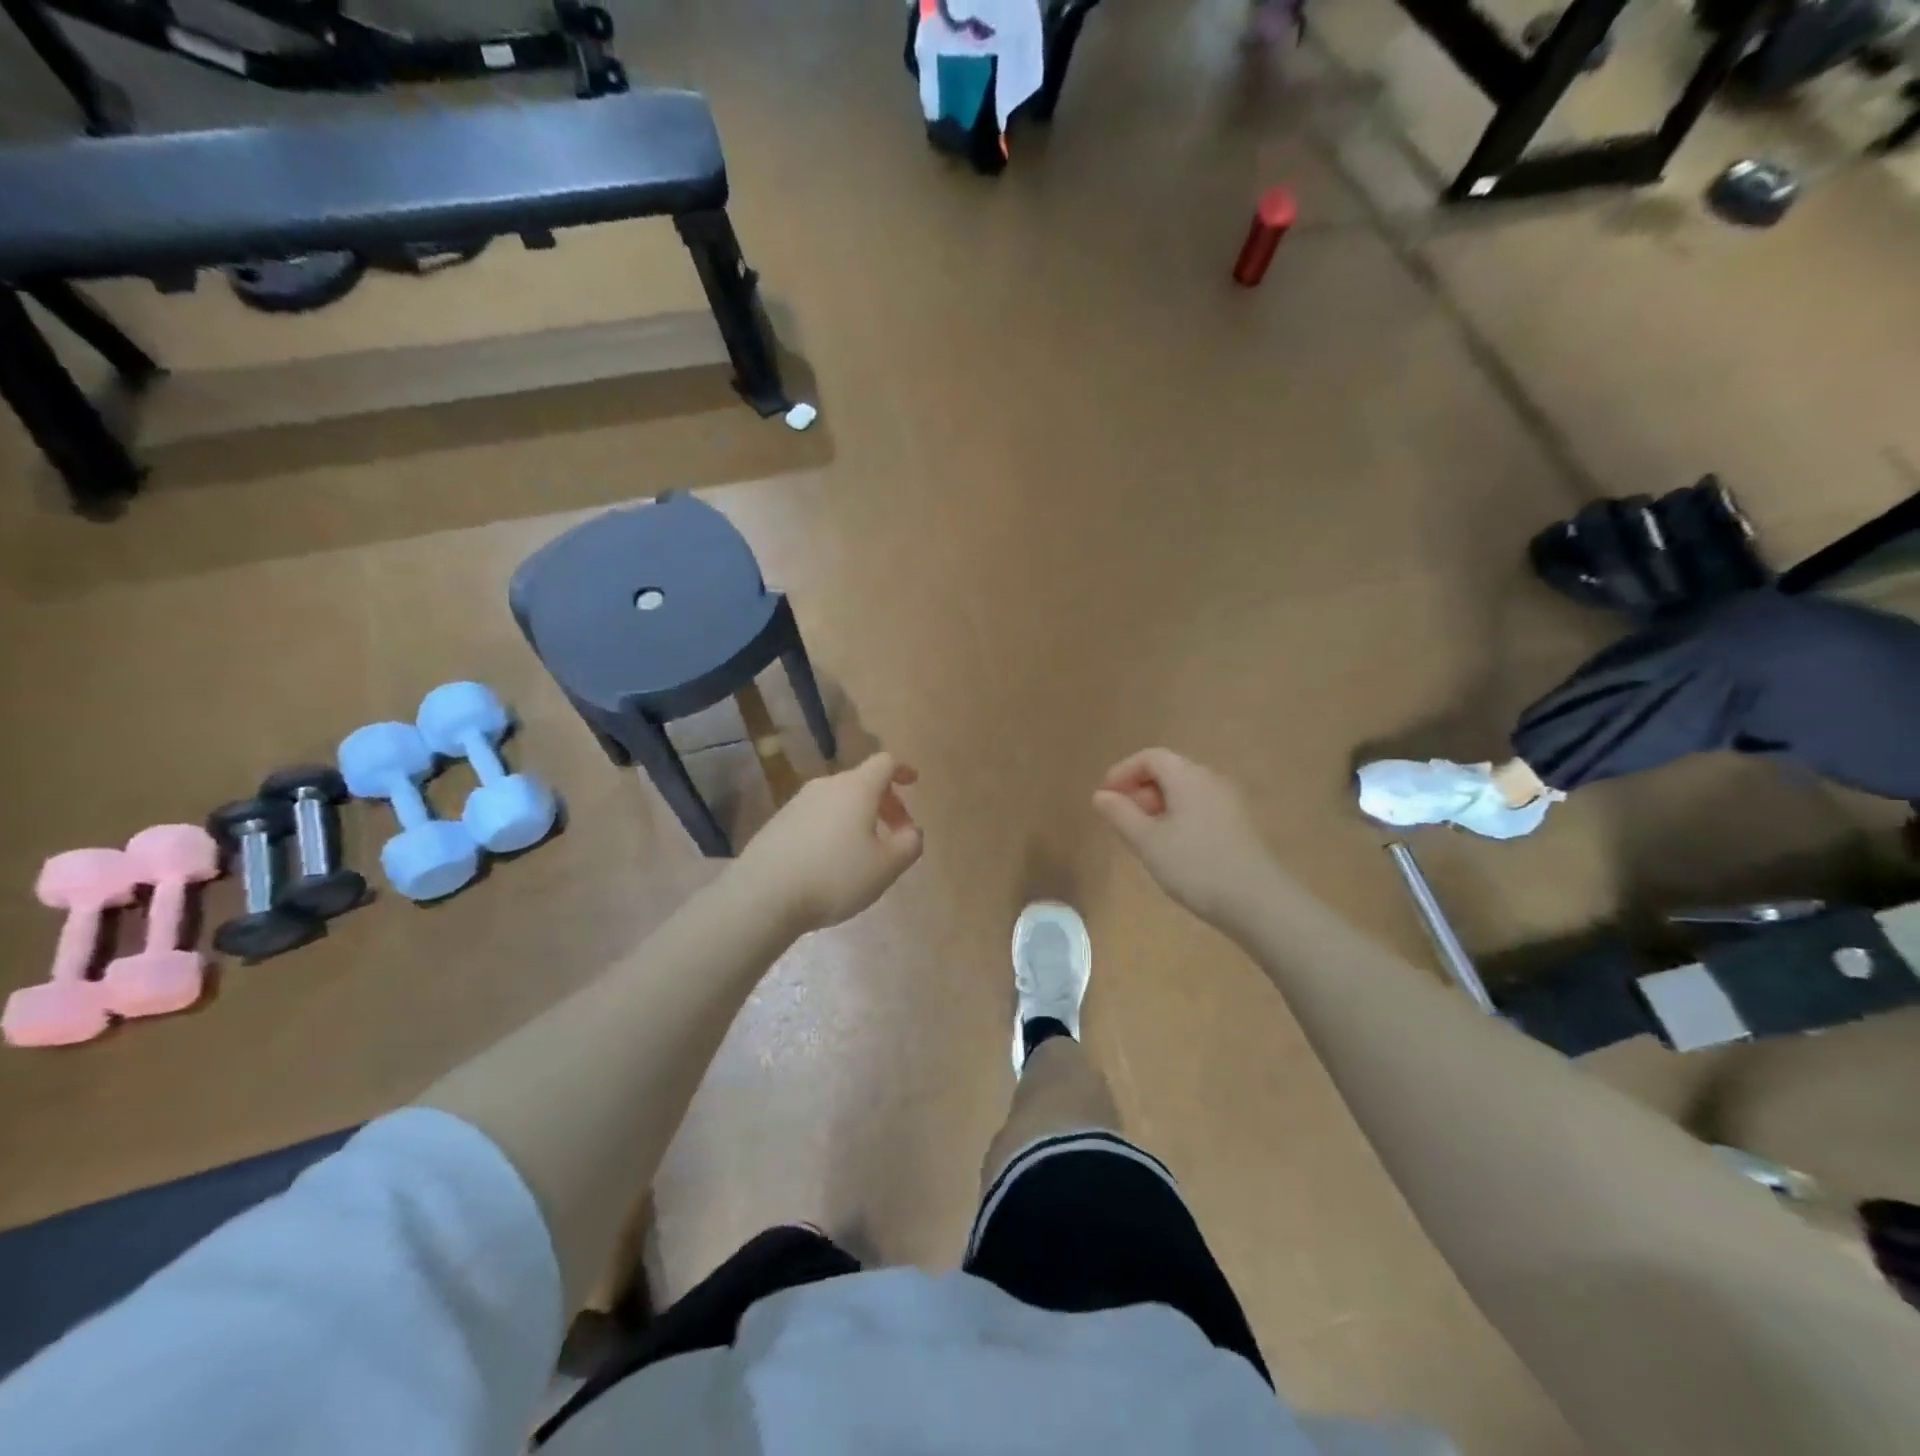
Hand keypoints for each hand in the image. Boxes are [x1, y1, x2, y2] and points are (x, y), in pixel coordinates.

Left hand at [737, 753, 923, 933]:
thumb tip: (913, 831)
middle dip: (885, 802)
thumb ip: (909, 844)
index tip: (912, 783)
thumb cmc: (835, 876)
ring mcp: (797, 802)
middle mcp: (826, 786)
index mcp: (857, 788)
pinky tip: (831, 860)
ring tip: (864, 850)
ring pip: (838, 800)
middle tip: (896, 832)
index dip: (902, 770)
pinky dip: (833, 827)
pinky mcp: (778, 822)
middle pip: (862, 782)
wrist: (763, 895)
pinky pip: (816, 815)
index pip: (884, 763)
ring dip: (858, 816)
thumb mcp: (886, 867)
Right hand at [1092, 747, 1277, 927]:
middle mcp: (1211, 780)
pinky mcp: (1238, 825)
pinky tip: (1171, 849)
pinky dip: (1177, 818)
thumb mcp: (1147, 841)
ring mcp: (1228, 803)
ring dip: (1157, 807)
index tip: (1104, 798)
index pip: (1150, 757)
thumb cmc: (1195, 866)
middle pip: (1168, 771)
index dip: (1122, 772)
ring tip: (1143, 838)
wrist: (1258, 902)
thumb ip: (1120, 814)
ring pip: (1184, 792)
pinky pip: (1199, 808)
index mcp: (1188, 776)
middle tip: (1121, 821)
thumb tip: (1100, 795)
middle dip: (1139, 790)